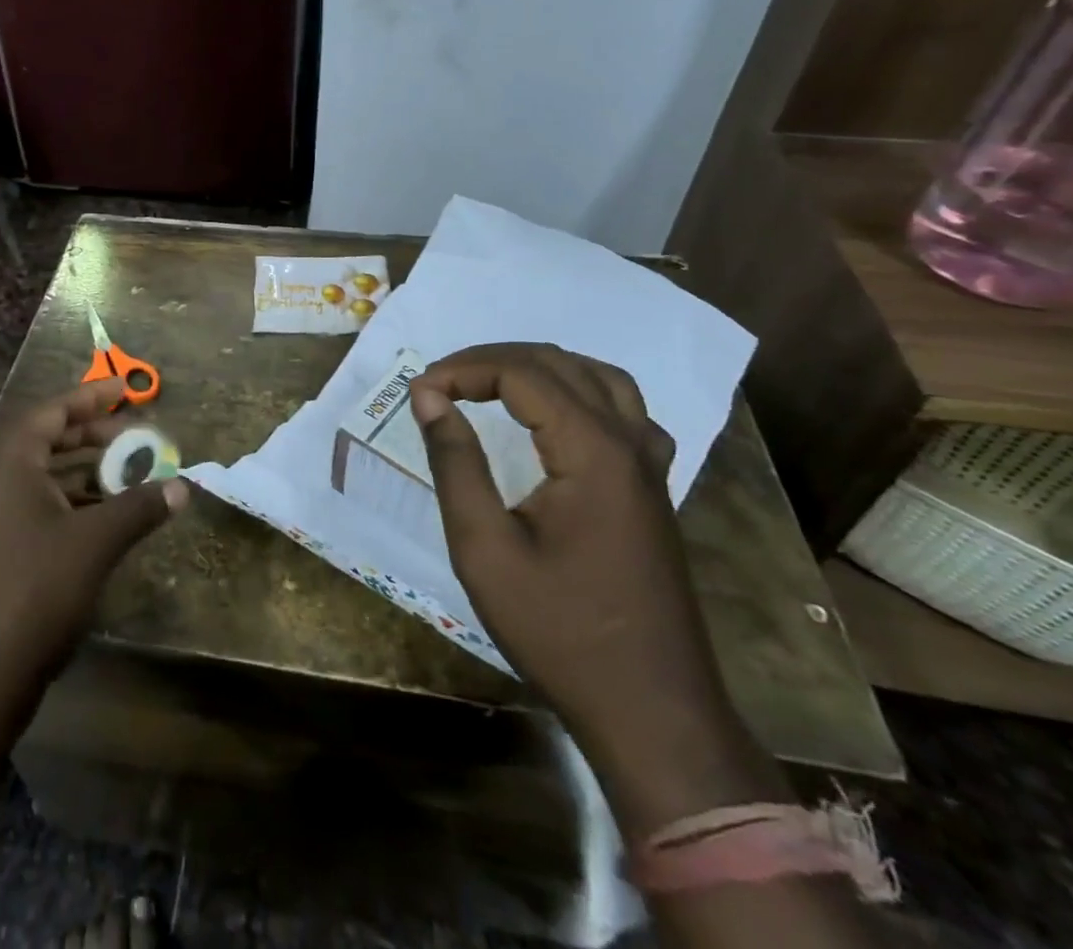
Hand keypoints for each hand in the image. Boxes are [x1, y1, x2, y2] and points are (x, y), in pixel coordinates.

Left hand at [0, 378, 187, 710]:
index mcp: (11, 463)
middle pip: (47, 440)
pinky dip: (73, 503)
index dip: (90, 398)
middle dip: (92, 434)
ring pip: (45, 477)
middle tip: (133, 436)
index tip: (125, 391)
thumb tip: (183, 487)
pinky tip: (105, 518)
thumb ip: (139, 507)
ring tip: (128, 474)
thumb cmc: (34, 588)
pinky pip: (40, 508)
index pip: (52, 411)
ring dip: (86, 471)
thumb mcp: (95, 541)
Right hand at [411, 344, 781, 832]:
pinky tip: (558, 415)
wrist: (652, 711)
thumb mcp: (484, 549)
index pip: (523, 373)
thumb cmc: (559, 631)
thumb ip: (455, 462)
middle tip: (441, 382)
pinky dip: (581, 392)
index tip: (419, 392)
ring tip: (489, 382)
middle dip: (492, 360)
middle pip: (559, 364)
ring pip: (599, 378)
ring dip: (538, 367)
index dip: (464, 369)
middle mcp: (630, 444)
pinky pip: (625, 411)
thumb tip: (428, 395)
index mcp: (593, 452)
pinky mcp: (653, 489)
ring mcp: (650, 466)